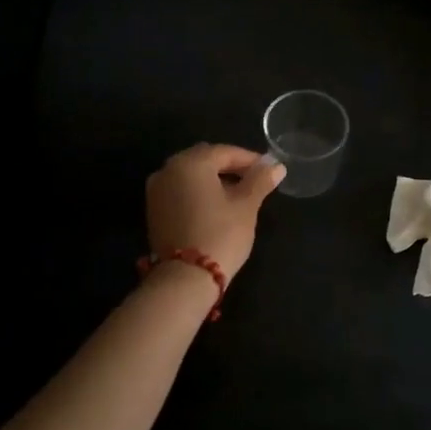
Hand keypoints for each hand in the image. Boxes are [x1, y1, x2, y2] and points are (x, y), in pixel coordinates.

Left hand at [145, 143, 283, 281]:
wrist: (185, 278)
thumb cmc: (221, 234)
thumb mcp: (246, 206)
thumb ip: (260, 181)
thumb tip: (276, 166)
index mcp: (190, 163)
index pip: (225, 152)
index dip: (249, 159)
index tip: (269, 169)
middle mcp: (168, 170)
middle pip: (204, 160)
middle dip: (230, 167)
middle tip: (254, 179)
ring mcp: (156, 191)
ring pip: (190, 176)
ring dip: (214, 180)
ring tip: (238, 194)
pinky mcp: (154, 211)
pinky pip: (180, 191)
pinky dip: (198, 193)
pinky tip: (216, 206)